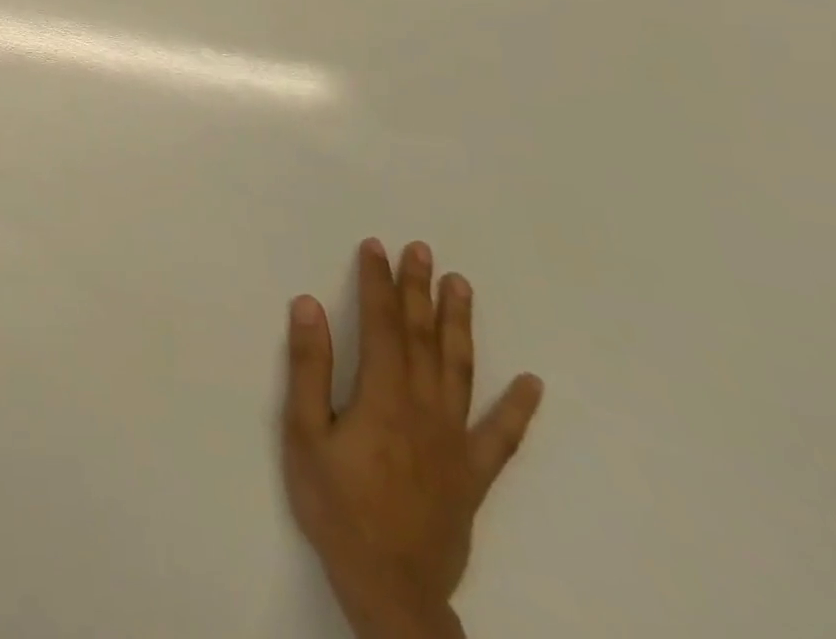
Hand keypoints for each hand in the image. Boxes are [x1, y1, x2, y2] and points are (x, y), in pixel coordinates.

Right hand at [283, 240, 543, 638]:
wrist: (389, 588)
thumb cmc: (336, 505)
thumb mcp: (304, 433)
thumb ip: (308, 367)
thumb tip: (308, 305)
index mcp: (383, 396)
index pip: (381, 324)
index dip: (377, 283)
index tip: (376, 247)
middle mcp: (425, 409)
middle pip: (423, 337)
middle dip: (419, 290)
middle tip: (421, 249)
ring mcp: (456, 442)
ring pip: (460, 370)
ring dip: (460, 325)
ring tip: (460, 286)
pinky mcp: (473, 475)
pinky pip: (501, 436)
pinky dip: (518, 408)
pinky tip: (531, 383)